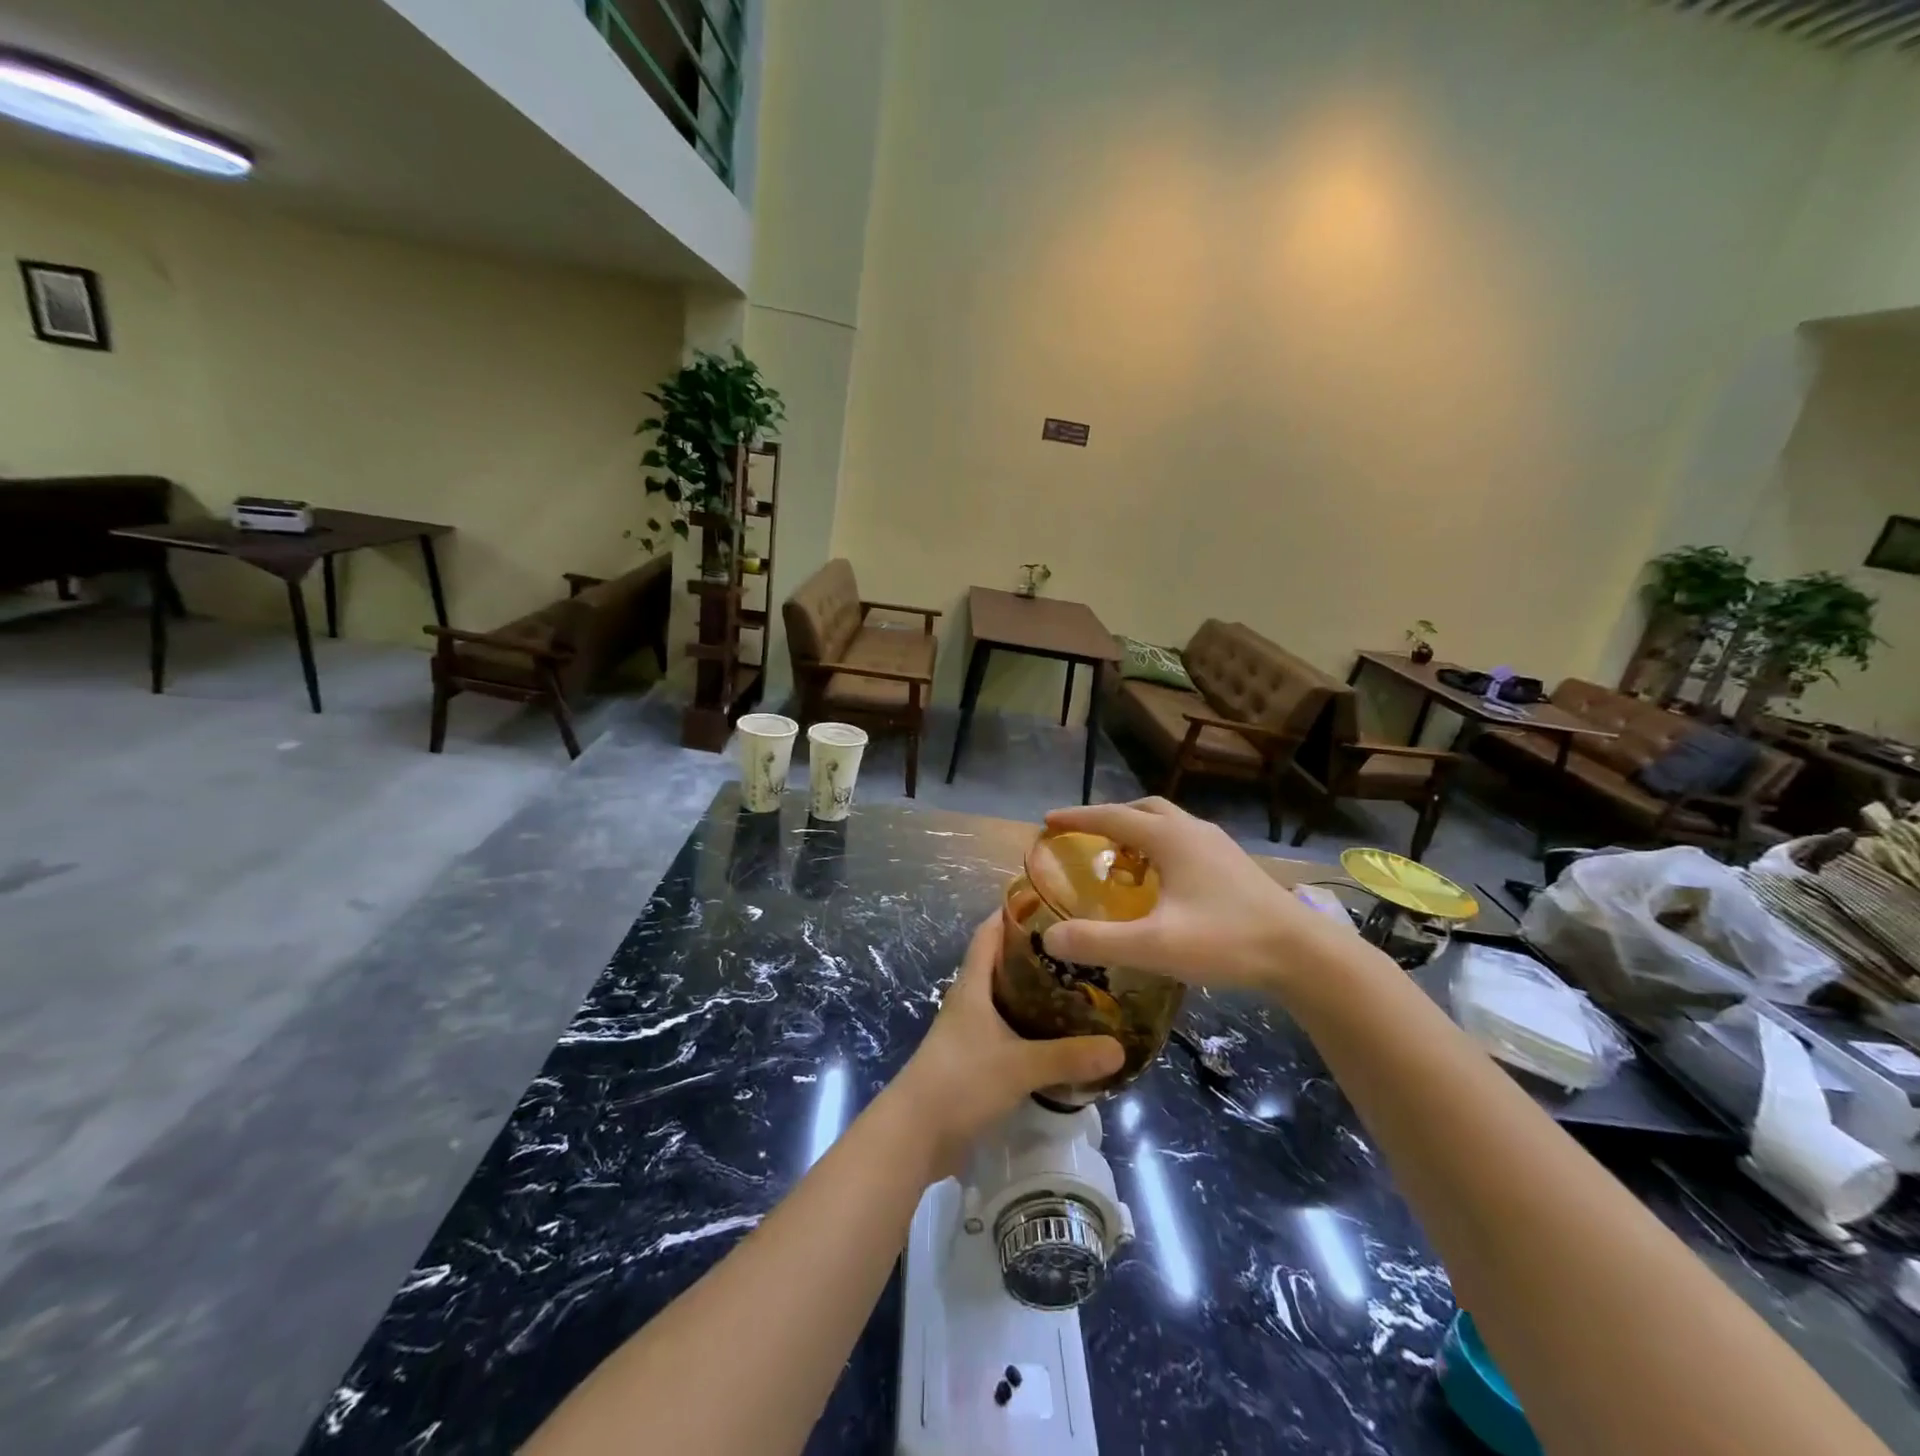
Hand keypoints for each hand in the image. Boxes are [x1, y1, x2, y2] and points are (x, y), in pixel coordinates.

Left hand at [890, 917, 1123, 1172]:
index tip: (1048, 902)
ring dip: (1034, 994)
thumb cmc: (961, 1081)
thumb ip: (1068, 1057)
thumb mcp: (1019, 1066)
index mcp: (972, 986)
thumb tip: (1119, 1047)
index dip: (1012, 914)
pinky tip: (1058, 1038)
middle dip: (1035, 955)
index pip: (989, 934)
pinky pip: (1006, 1033)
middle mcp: (969, 1002)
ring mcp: (969, 1033)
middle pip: (1000, 965)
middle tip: (1078, 949)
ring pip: (1005, 1001)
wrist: (916, 1134)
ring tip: (1078, 989)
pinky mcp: (973, 1062)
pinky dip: (1030, 1029)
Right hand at [1039, 798, 1356, 992]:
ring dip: (1138, 830)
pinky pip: (1185, 841)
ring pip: (1169, 823)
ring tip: (1120, 858)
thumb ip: (1099, 942)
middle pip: (1144, 810)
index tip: (1049, 821)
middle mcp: (1194, 831)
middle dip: (1110, 818)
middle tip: (1085, 837)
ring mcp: (1219, 846)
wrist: (1305, 955)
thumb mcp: (1156, 945)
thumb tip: (1049, 936)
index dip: (1078, 818)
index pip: (1113, 817)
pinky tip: (1163, 881)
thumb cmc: (1227, 941)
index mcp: (1171, 839)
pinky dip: (1161, 847)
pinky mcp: (1235, 865)